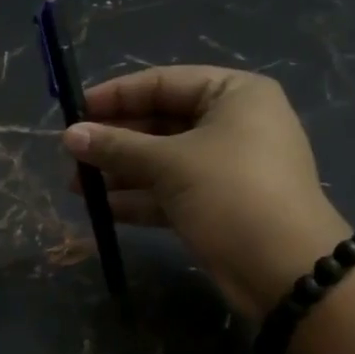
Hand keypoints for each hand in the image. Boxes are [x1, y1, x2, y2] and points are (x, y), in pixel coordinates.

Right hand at [63, 66, 348, 320]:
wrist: (285, 270)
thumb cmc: (231, 194)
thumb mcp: (171, 164)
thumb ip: (118, 146)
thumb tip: (69, 136)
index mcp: (234, 94)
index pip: (164, 83)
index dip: (117, 95)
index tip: (75, 111)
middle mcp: (233, 124)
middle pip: (162, 122)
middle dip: (116, 140)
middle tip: (71, 154)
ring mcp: (227, 167)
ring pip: (164, 160)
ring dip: (121, 172)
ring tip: (76, 186)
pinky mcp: (219, 204)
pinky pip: (172, 191)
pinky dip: (140, 198)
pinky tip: (103, 208)